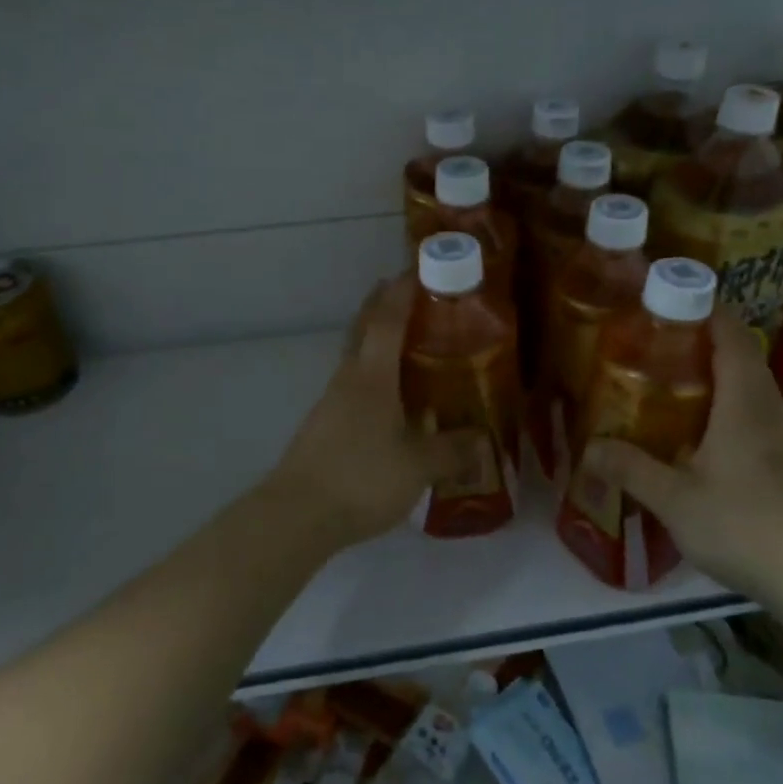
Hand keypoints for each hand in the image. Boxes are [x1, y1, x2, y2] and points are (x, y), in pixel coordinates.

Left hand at [268, 276, 457, 551]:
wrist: (298, 515)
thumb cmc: (362, 476)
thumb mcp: (419, 465)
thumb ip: (453, 450)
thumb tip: (484, 441)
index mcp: (371, 375)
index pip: (387, 319)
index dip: (402, 291)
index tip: (417, 268)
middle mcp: (348, 378)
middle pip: (362, 328)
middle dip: (382, 305)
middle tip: (411, 295)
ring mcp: (331, 401)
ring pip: (356, 357)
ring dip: (377, 341)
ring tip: (410, 347)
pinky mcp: (324, 425)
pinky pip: (353, 385)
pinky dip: (373, 375)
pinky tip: (391, 399)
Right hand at [580, 310, 782, 612]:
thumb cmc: (748, 527)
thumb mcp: (676, 500)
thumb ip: (632, 469)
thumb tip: (589, 448)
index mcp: (744, 402)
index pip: (730, 334)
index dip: (703, 309)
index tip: (666, 300)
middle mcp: (768, 408)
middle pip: (740, 354)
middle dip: (700, 340)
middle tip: (653, 343)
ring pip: (748, 386)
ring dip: (713, 374)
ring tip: (667, 382)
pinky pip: (753, 414)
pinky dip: (724, 405)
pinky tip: (697, 434)